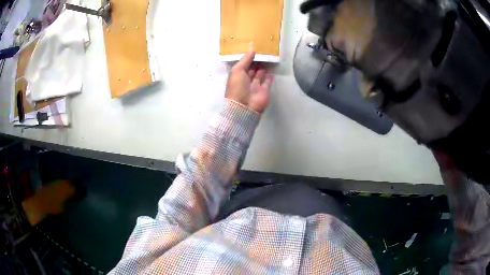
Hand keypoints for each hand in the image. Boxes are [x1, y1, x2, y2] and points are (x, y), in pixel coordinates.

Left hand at [225, 51, 273, 113]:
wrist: (245, 106)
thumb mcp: (237, 70)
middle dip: (256, 63)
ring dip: (262, 69)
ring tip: (267, 60)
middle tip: (262, 54)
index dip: (247, 59)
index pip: (243, 66)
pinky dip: (269, 77)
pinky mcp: (264, 91)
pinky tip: (271, 71)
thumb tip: (252, 51)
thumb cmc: (238, 87)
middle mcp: (246, 81)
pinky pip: (267, 82)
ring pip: (259, 76)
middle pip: (251, 70)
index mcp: (237, 77)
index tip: (254, 51)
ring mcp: (256, 86)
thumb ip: (245, 60)